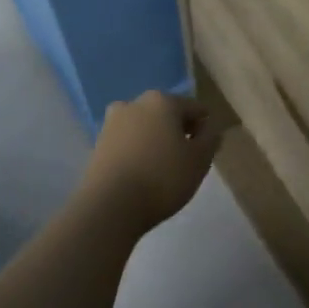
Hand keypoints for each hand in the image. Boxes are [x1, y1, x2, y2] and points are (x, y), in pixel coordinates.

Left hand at [80, 91, 226, 232]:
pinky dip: (138, 153)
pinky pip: (128, 143)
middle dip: (178, 132)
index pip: (195, 109)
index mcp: (162, 101)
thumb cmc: (163, 178)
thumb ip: (210, 139)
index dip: (205, 129)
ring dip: (156, 142)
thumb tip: (209, 128)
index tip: (206, 151)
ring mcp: (112, 123)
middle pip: (167, 115)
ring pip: (145, 128)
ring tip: (163, 170)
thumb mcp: (200, 160)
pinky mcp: (98, 145)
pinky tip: (143, 175)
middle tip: (186, 160)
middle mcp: (134, 104)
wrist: (110, 207)